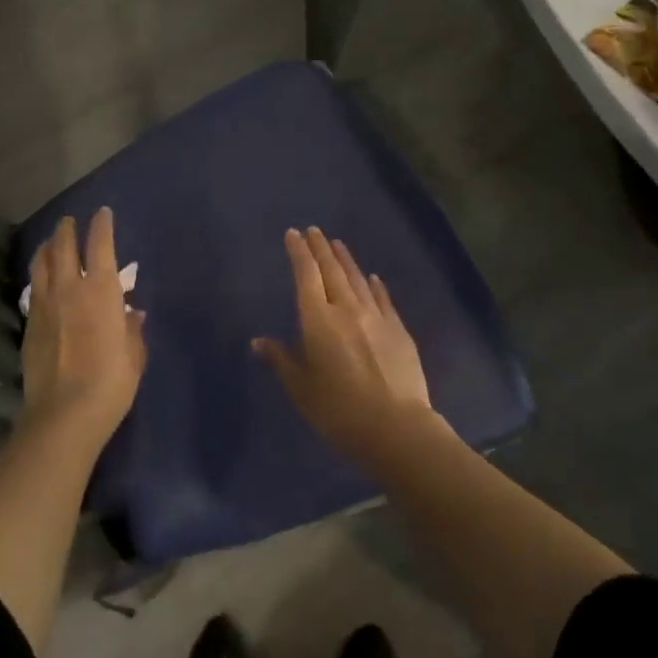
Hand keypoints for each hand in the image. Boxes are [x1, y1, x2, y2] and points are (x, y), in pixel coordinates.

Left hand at [20, 209, 146, 452]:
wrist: (64, 414)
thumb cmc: (111, 382)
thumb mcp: (134, 355)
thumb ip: (132, 329)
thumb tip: (133, 314)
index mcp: (101, 290)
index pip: (99, 245)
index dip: (101, 225)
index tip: (102, 213)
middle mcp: (69, 288)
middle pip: (63, 247)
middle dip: (67, 229)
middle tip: (70, 221)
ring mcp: (44, 305)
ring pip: (41, 263)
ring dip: (47, 247)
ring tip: (51, 241)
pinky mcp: (28, 324)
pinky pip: (34, 288)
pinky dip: (39, 274)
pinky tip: (42, 279)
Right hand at [252, 228, 448, 467]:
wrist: (396, 427)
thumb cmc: (339, 411)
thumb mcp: (301, 390)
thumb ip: (281, 360)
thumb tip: (259, 341)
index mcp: (318, 321)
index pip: (306, 277)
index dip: (299, 253)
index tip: (293, 234)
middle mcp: (347, 310)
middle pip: (332, 271)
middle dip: (320, 249)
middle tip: (314, 230)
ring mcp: (377, 318)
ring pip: (357, 280)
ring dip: (345, 260)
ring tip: (337, 244)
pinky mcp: (399, 330)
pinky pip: (382, 299)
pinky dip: (374, 285)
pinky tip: (372, 277)